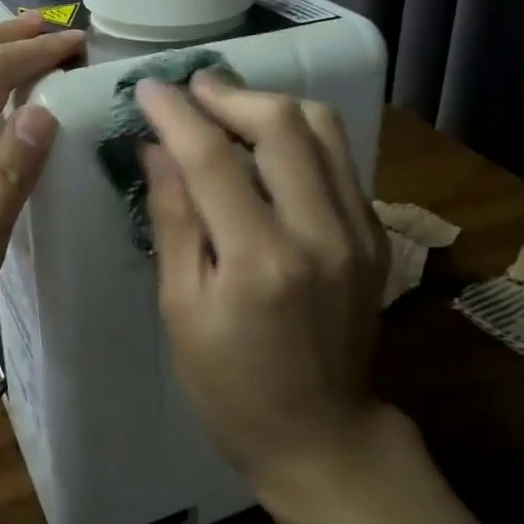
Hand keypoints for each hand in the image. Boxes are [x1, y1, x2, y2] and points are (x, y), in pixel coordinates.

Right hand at [137, 75, 388, 486]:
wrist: (322, 435)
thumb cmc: (230, 385)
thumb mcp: (181, 307)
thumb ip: (173, 218)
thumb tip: (155, 148)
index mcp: (260, 260)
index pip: (212, 157)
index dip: (176, 113)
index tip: (149, 88)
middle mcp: (318, 232)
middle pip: (281, 123)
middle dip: (229, 94)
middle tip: (192, 88)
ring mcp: (358, 229)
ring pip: (322, 126)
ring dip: (270, 104)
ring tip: (229, 107)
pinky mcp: (374, 232)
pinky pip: (338, 156)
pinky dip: (299, 134)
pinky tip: (267, 145)